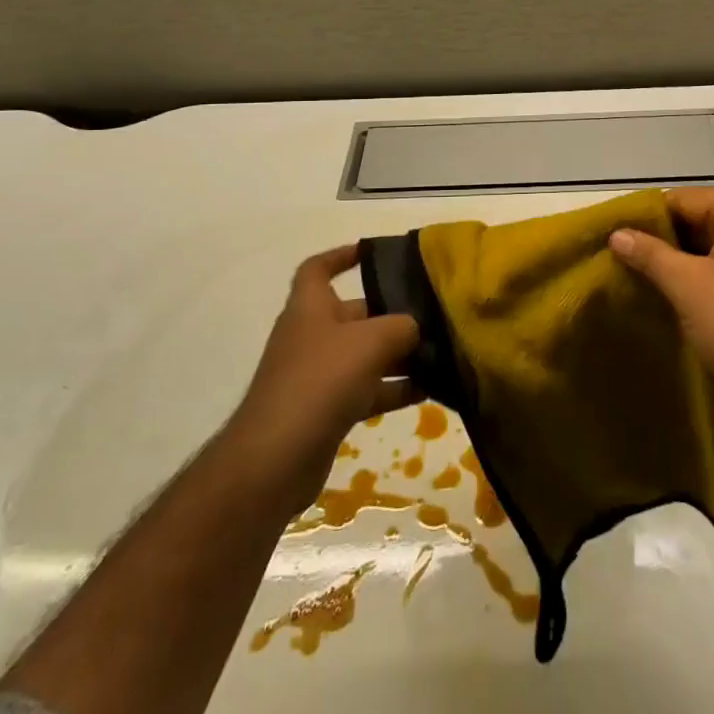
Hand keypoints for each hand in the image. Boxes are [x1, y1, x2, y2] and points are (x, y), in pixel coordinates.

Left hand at [227, 245, 419, 517]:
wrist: (274, 460)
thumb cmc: (320, 380)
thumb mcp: (370, 341)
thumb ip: (401, 326)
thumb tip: (414, 327)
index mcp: (310, 307)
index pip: (318, 268)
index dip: (341, 256)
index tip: (372, 253)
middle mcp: (311, 336)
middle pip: (354, 314)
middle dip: (390, 314)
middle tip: (431, 313)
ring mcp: (317, 376)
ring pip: (364, 355)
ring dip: (398, 355)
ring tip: (439, 353)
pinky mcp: (325, 411)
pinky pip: (365, 390)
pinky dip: (393, 389)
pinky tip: (428, 391)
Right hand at [610, 188, 713, 428]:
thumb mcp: (689, 286)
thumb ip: (650, 254)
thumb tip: (616, 233)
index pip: (684, 199)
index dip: (646, 216)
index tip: (610, 236)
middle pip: (697, 222)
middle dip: (658, 243)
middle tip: (615, 260)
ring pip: (707, 253)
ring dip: (674, 267)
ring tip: (632, 280)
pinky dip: (694, 285)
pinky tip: (665, 301)